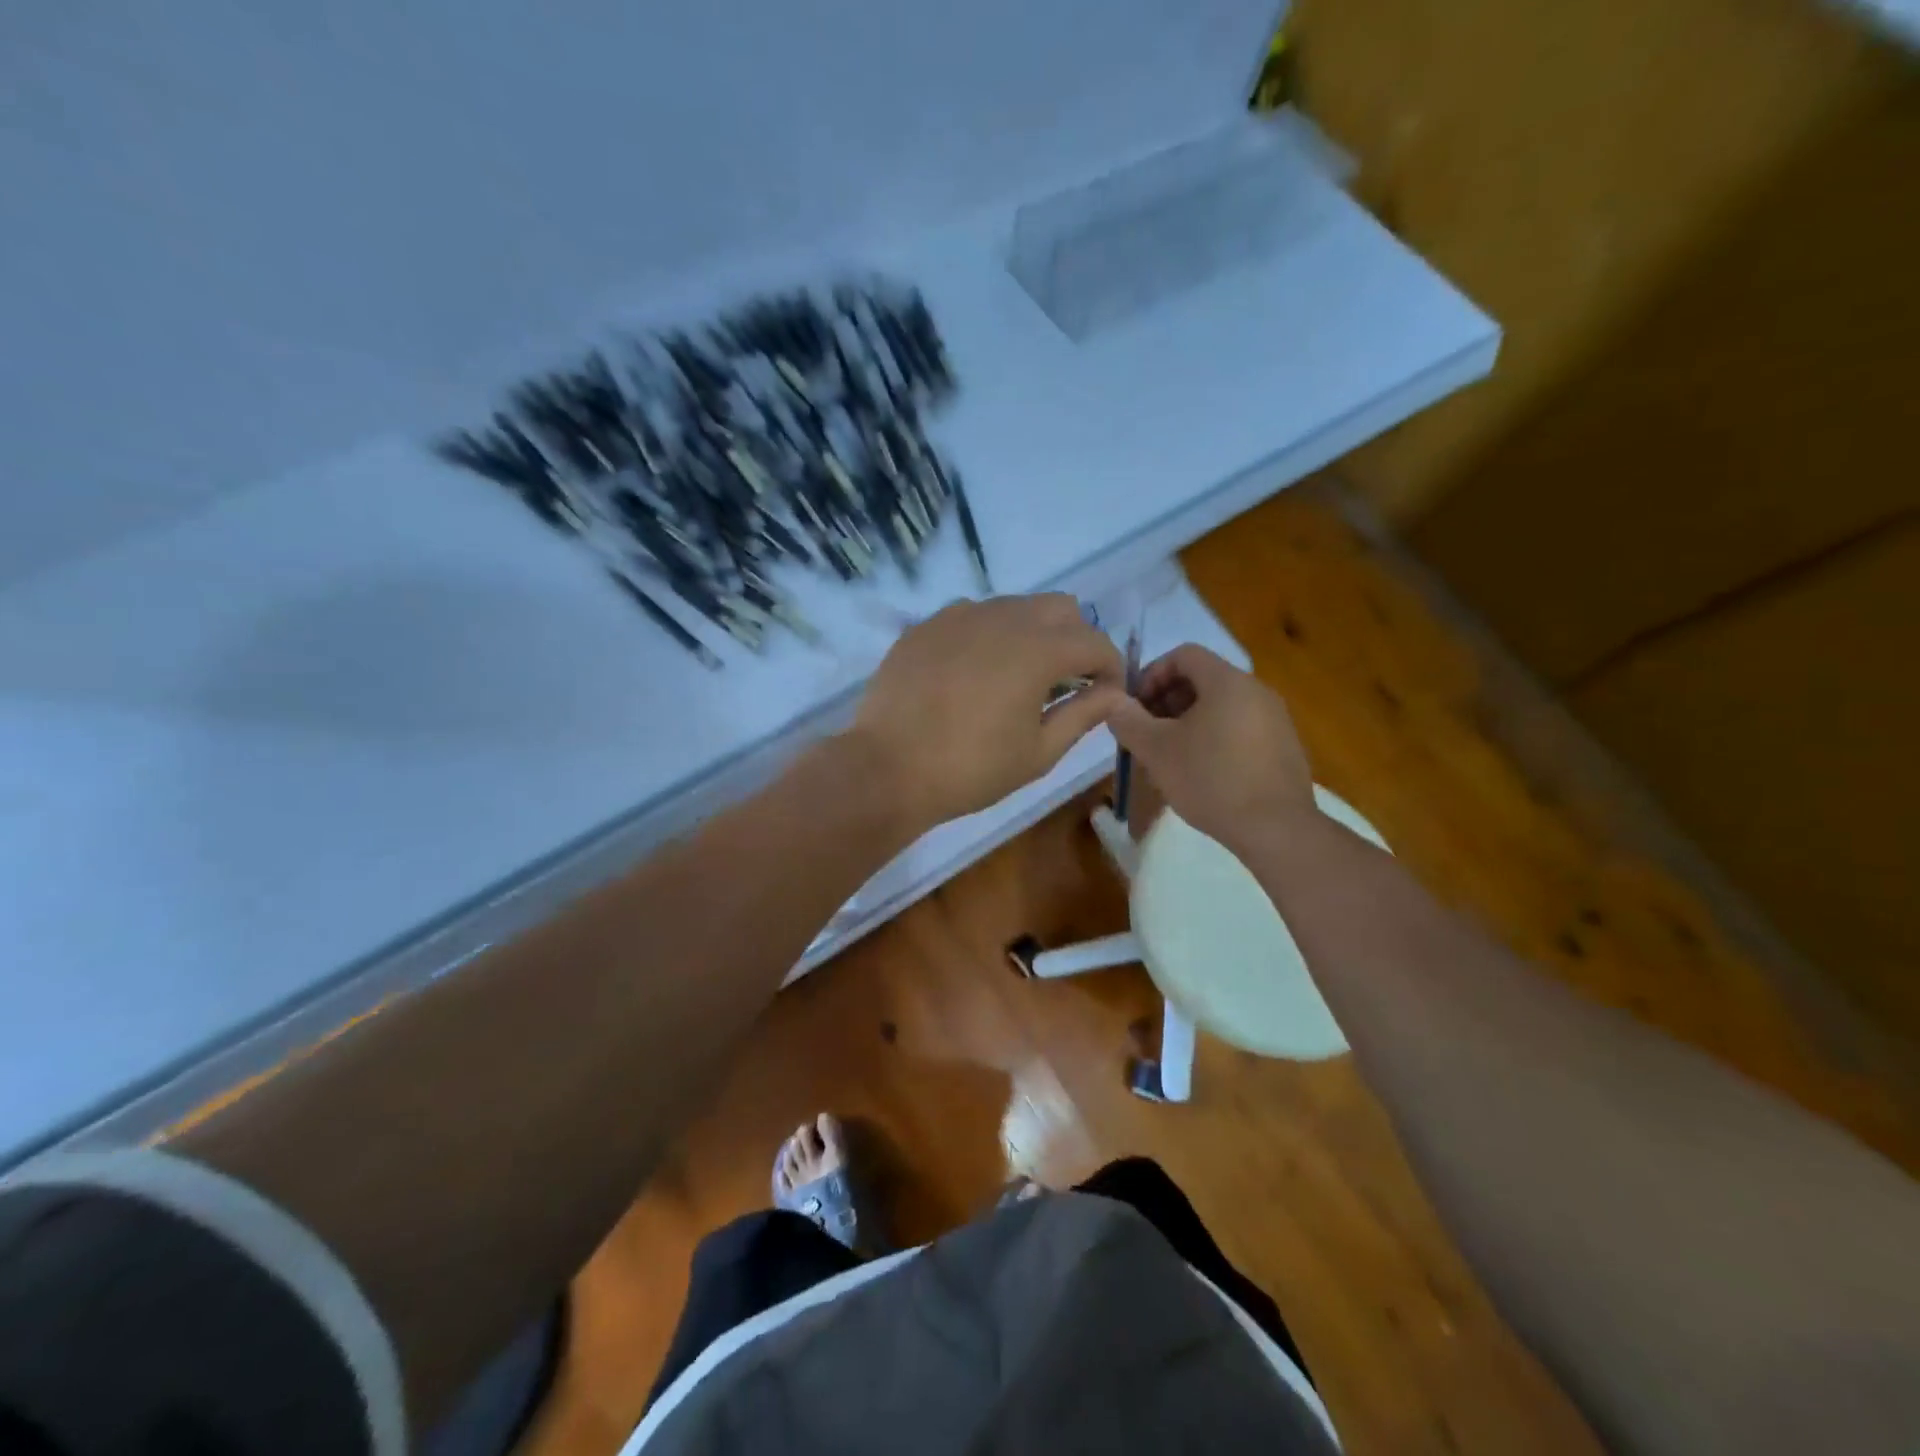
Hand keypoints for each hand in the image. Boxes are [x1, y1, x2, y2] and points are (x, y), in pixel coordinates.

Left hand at [851, 594, 1124, 835]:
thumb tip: (1115, 693)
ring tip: (1017, 678)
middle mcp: (1002, 617)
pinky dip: (988, 636)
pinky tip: (972, 674)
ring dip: (1031, 634)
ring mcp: (959, 616)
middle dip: (1076, 639)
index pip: (1095, 642)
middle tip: (1066, 681)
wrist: (887, 769)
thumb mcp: (1039, 752)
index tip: (1107, 694)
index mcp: (1037, 649)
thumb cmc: (970, 769)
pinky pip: (972, 616)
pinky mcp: (926, 626)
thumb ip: (1083, 714)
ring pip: (1014, 607)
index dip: (1111, 668)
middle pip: (1060, 608)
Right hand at [1105, 644, 1315, 853]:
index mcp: (1227, 681)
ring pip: (1220, 707)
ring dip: (1187, 722)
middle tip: (1145, 733)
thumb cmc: (1210, 779)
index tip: (1134, 706)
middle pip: (1202, 680)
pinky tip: (1202, 773)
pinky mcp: (1284, 747)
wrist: (1276, 829)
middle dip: (1167, 701)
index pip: (1184, 654)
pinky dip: (1214, 739)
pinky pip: (1240, 729)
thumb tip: (1112, 702)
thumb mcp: (1156, 750)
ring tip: (1168, 757)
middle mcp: (1256, 690)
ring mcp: (1275, 719)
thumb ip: (1128, 720)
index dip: (1152, 673)